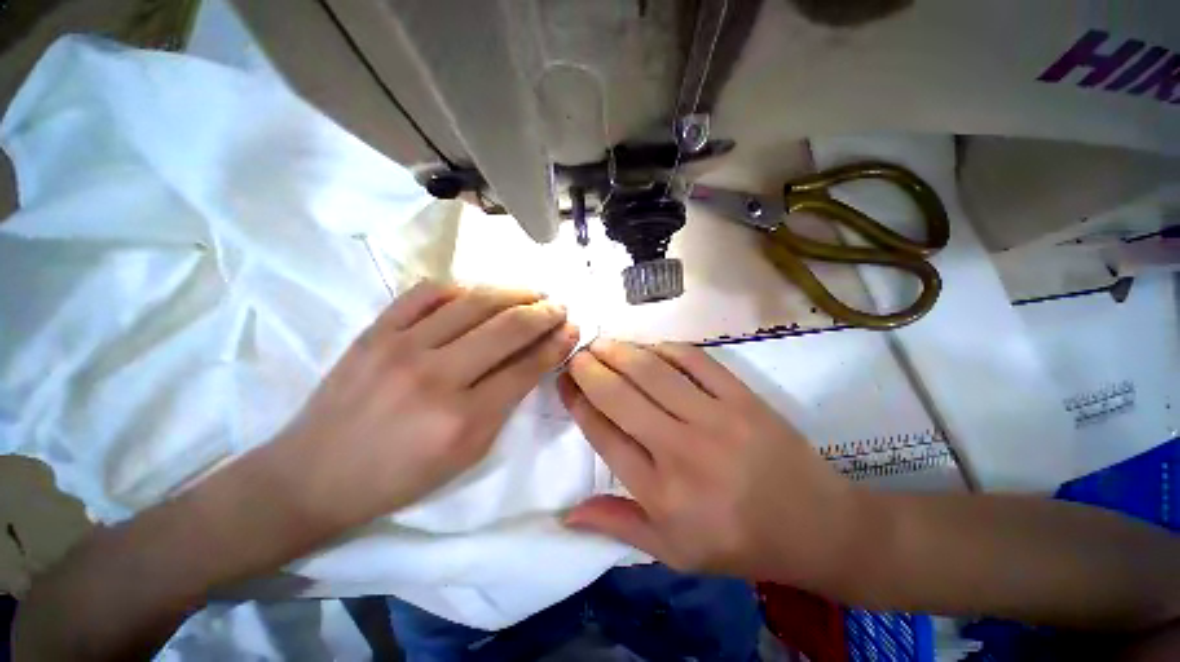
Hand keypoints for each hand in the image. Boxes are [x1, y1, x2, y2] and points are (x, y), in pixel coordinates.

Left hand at [271, 281, 578, 532]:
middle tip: (560, 306)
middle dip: (544, 312)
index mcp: (463, 419)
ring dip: (513, 292)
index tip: (573, 329)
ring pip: (473, 301)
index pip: (526, 367)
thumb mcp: (467, 453)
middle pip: (507, 327)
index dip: (556, 344)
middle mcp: (435, 376)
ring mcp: (400, 346)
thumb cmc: (400, 476)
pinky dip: (461, 286)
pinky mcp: (374, 331)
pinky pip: (426, 292)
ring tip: (533, 292)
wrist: (314, 475)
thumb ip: (505, 403)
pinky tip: (480, 291)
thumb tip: (534, 361)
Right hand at [558, 340, 860, 586]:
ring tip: (601, 343)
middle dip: (590, 369)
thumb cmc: (738, 542)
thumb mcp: (673, 551)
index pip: (604, 435)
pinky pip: (695, 360)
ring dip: (620, 352)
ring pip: (652, 372)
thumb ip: (618, 525)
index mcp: (661, 492)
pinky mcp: (742, 398)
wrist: (815, 525)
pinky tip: (649, 347)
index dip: (578, 403)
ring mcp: (715, 418)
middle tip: (577, 354)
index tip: (565, 384)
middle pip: (621, 396)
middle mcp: (682, 450)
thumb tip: (567, 513)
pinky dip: (666, 348)